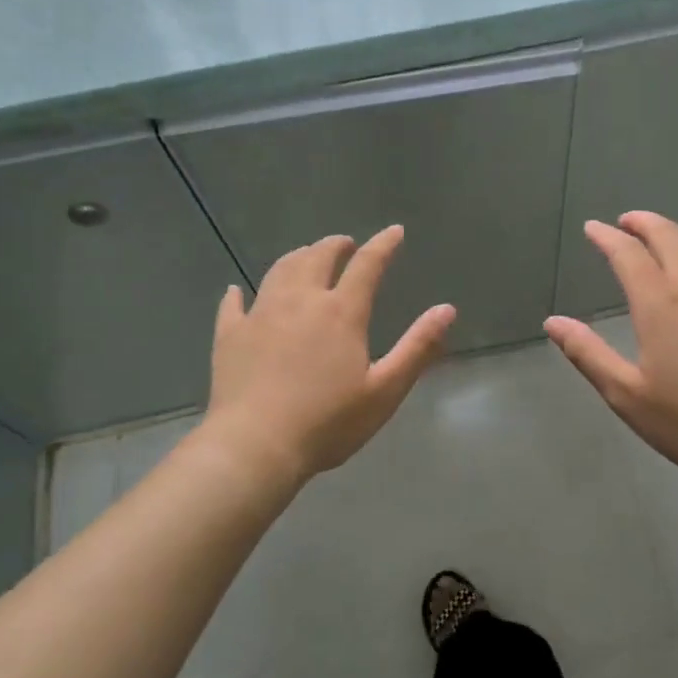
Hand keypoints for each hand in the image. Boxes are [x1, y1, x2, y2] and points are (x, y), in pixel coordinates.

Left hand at [205, 226, 454, 485]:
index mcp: (341, 312)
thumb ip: (418, 347)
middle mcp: (300, 301)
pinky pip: (234, 305)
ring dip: (297, 257)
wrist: (256, 446)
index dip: (383, 245)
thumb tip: (447, 309)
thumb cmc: (329, 422)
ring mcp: (261, 315)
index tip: (394, 231)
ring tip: (305, 257)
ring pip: (279, 270)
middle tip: (345, 244)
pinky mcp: (230, 336)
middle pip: (317, 257)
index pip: (367, 265)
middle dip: (334, 245)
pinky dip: (239, 293)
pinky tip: (238, 291)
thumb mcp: (385, 389)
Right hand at [545, 212, 677, 484]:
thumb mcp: (627, 394)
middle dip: (644, 222)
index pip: (629, 254)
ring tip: (661, 237)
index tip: (593, 228)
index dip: (608, 237)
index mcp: (660, 305)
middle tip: (626, 222)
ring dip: (675, 233)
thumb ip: (588, 354)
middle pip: (669, 236)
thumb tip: (553, 322)